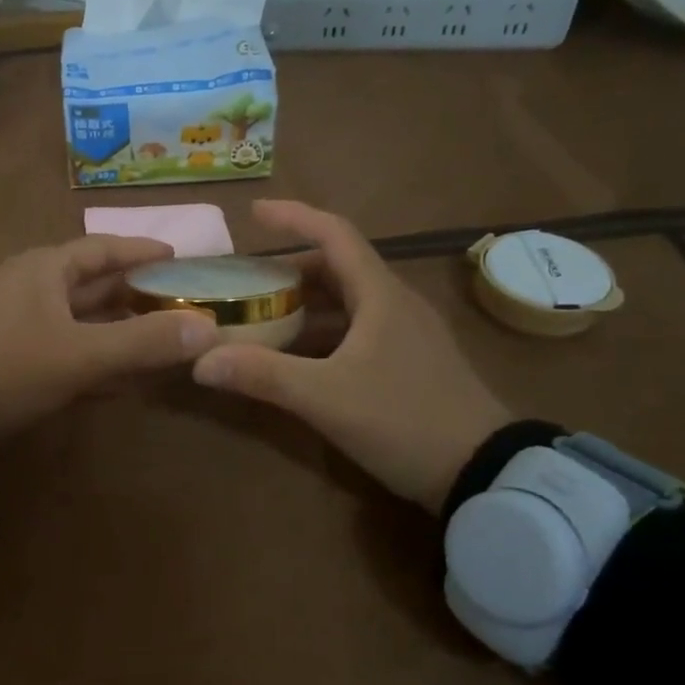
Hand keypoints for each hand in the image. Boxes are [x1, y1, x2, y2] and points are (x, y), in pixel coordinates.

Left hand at [0, 235, 217, 439]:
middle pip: (95, 284)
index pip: (103, 248)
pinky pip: (66, 347)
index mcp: (46, 269)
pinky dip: (95, 356)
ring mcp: (20, 322)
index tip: (178, 255)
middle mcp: (33, 286)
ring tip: (162, 339)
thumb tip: (208, 329)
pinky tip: (124, 377)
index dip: (142, 250)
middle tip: (182, 304)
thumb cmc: (9, 366)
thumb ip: (143, 342)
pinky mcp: (14, 355)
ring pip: (82, 318)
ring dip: (119, 329)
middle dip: (137, 294)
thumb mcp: (80, 354)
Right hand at [190, 201, 510, 512]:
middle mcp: (395, 304)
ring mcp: (407, 335)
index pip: (334, 234)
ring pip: (348, 301)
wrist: (485, 472)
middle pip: (338, 267)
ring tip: (262, 314)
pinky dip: (323, 332)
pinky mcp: (411, 363)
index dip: (293, 217)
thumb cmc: (405, 419)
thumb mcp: (326, 397)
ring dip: (305, 302)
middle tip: (246, 280)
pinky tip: (299, 356)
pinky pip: (358, 330)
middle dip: (289, 268)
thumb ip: (262, 375)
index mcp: (380, 295)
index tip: (253, 213)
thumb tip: (200, 361)